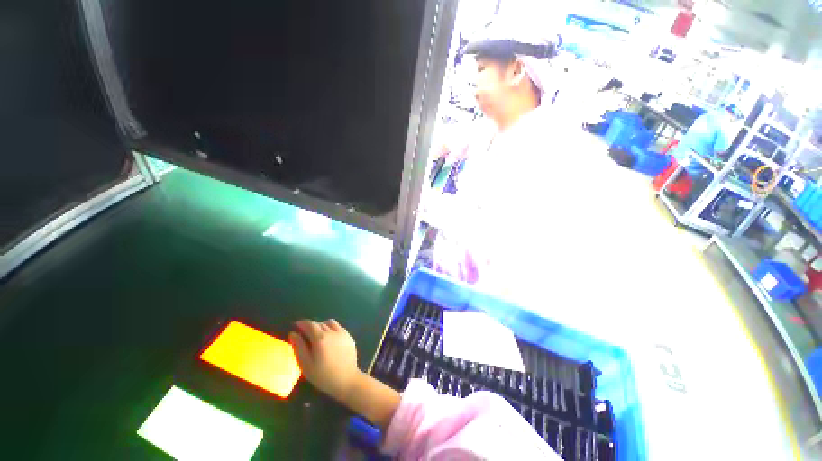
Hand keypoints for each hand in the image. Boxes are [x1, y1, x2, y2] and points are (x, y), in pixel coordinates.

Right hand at [290, 319, 400, 427]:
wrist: (347, 380)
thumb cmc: (323, 376)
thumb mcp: (306, 365)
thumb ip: (299, 347)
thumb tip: (293, 333)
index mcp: (320, 338)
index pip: (310, 324)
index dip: (302, 323)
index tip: (296, 325)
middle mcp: (332, 332)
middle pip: (320, 323)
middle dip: (311, 326)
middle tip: (305, 334)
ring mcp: (342, 333)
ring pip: (330, 323)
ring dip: (322, 325)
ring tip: (318, 335)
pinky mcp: (349, 337)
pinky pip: (339, 327)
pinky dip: (332, 329)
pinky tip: (329, 339)